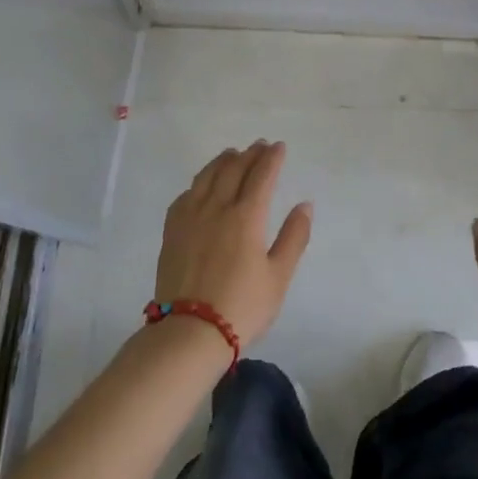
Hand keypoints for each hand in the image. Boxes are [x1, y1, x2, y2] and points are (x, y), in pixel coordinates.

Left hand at [154, 140, 311, 350]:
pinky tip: (201, 185)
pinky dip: (199, 182)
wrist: (190, 332)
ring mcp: (191, 217)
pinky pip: (186, 194)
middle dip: (249, 154)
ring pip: (207, 176)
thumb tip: (304, 205)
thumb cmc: (242, 306)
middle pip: (234, 169)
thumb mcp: (279, 277)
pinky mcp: (172, 231)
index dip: (272, 158)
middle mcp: (217, 207)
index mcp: (247, 216)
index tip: (278, 147)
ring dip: (223, 161)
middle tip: (259, 146)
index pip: (262, 175)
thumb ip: (293, 237)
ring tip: (232, 154)